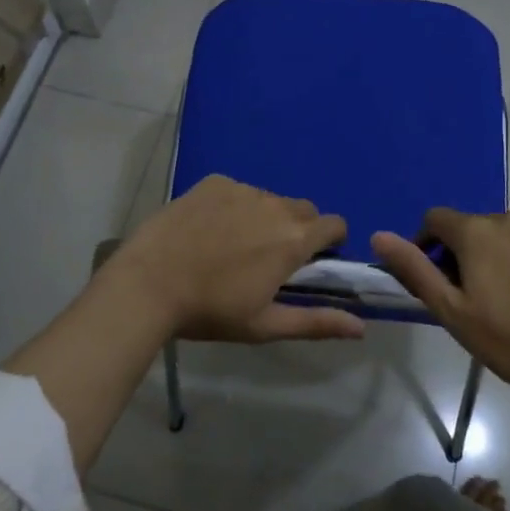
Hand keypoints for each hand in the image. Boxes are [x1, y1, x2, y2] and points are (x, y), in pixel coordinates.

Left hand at [104, 176, 364, 343]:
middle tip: (270, 258)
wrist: (148, 284)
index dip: (330, 241)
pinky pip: (237, 190)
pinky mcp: (213, 182)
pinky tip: (208, 229)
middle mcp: (275, 205)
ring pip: (269, 199)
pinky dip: (233, 206)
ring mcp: (242, 189)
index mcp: (293, 239)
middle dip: (298, 229)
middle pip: (303, 209)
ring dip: (264, 217)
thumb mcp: (265, 324)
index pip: (335, 224)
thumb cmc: (211, 311)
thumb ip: (316, 322)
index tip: (313, 261)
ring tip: (232, 245)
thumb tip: (361, 328)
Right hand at [372, 209, 509, 397]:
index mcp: (475, 232)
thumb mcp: (451, 311)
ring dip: (498, 252)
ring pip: (507, 232)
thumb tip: (379, 236)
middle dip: (465, 251)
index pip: (435, 219)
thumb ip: (414, 269)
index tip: (436, 278)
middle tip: (473, 295)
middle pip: (472, 226)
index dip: (427, 244)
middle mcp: (509, 217)